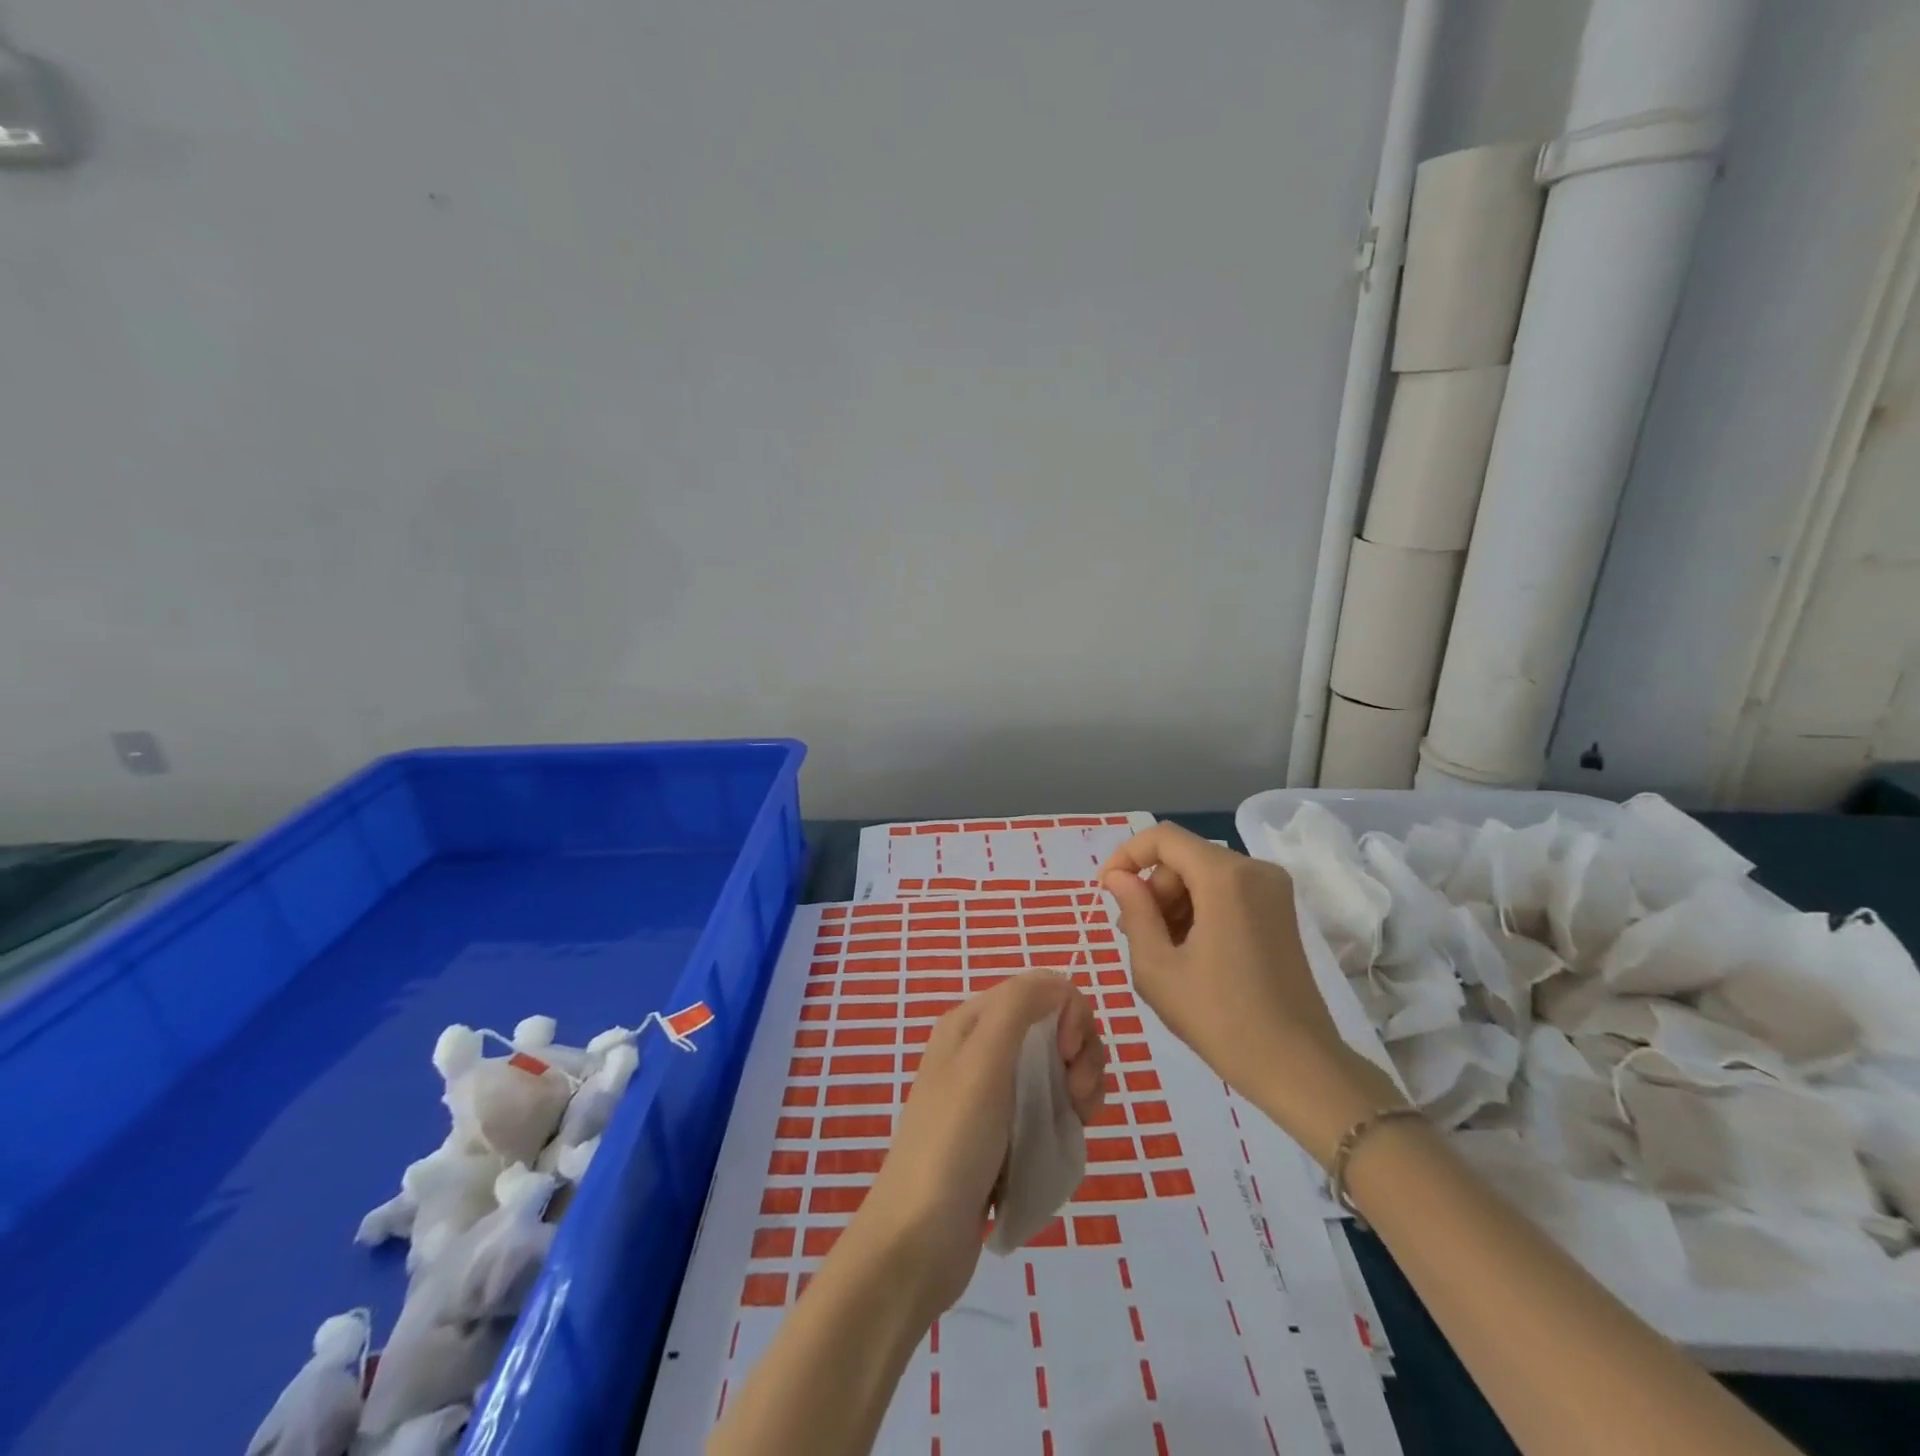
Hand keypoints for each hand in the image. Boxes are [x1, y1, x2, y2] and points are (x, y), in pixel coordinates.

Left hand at [848, 972, 1105, 1320]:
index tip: (1070, 1057)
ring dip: (1080, 1086)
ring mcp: (995, 1093)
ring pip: (1058, 1067)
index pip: (1042, 989)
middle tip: (1077, 1098)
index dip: (1070, 1015)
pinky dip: (1068, 1115)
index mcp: (973, 1022)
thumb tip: (1059, 983)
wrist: (919, 1239)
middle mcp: (983, 1048)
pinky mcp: (1005, 1132)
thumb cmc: (953, 1141)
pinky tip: (1068, 1138)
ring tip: (1076, 1122)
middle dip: (1081, 1054)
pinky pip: (1051, 1105)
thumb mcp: (983, 1059)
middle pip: (1055, 1027)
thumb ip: (1019, 1004)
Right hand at [1100, 824, 1399, 1163]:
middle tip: (1134, 934)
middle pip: (1184, 857)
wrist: (1297, 1066)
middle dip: (1153, 888)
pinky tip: (1189, 951)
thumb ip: (1134, 911)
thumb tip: (1119, 878)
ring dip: (1174, 902)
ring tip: (1161, 949)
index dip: (1126, 856)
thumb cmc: (1219, 1018)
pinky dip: (1200, 909)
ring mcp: (1273, 890)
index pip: (1163, 838)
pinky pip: (1226, 891)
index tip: (1106, 891)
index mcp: (1225, 877)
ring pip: (1204, 874)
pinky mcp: (1280, 911)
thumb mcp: (1157, 967)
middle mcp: (1254, 870)